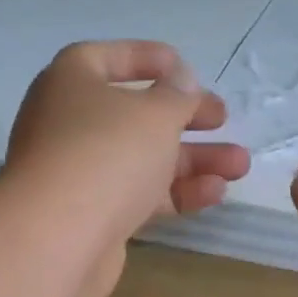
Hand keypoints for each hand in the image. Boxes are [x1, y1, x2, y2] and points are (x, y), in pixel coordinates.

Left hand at [5, 40, 250, 288]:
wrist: (58, 238)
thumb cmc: (107, 153)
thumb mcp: (155, 113)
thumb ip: (177, 95)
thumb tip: (180, 82)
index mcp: (70, 82)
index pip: (108, 58)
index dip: (148, 59)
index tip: (186, 69)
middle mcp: (68, 123)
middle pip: (133, 114)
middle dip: (184, 117)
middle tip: (223, 119)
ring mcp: (78, 172)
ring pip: (141, 158)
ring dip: (192, 159)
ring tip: (240, 164)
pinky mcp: (91, 215)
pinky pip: (138, 194)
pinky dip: (175, 191)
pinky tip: (216, 193)